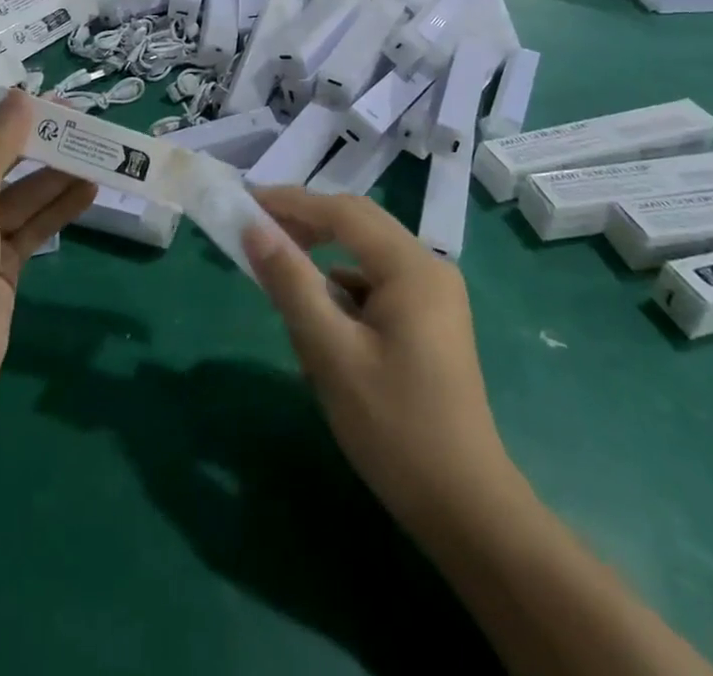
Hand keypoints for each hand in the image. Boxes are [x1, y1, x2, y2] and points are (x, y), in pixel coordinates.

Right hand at [242, 188, 514, 532]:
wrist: (467, 510)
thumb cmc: (395, 428)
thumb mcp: (331, 354)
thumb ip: (291, 284)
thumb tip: (254, 229)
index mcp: (412, 267)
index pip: (342, 212)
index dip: (290, 202)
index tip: (245, 201)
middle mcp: (428, 268)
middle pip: (358, 224)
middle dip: (305, 221)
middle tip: (256, 228)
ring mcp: (433, 295)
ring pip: (365, 254)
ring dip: (322, 255)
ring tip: (279, 271)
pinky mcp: (429, 321)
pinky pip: (376, 283)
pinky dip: (342, 287)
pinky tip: (318, 318)